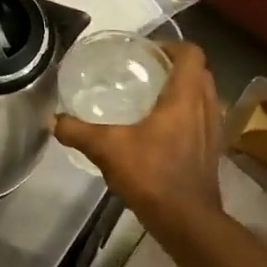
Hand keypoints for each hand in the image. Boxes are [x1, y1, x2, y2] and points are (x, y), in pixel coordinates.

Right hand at [54, 42, 223, 220]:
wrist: (186, 219)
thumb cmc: (152, 174)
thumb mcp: (106, 149)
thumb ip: (78, 131)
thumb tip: (53, 120)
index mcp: (185, 96)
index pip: (191, 53)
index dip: (170, 46)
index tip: (146, 52)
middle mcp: (206, 107)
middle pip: (200, 71)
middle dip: (176, 66)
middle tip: (146, 71)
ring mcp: (213, 130)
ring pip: (204, 95)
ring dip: (185, 90)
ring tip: (153, 97)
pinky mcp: (213, 150)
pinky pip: (203, 118)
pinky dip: (188, 114)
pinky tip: (162, 130)